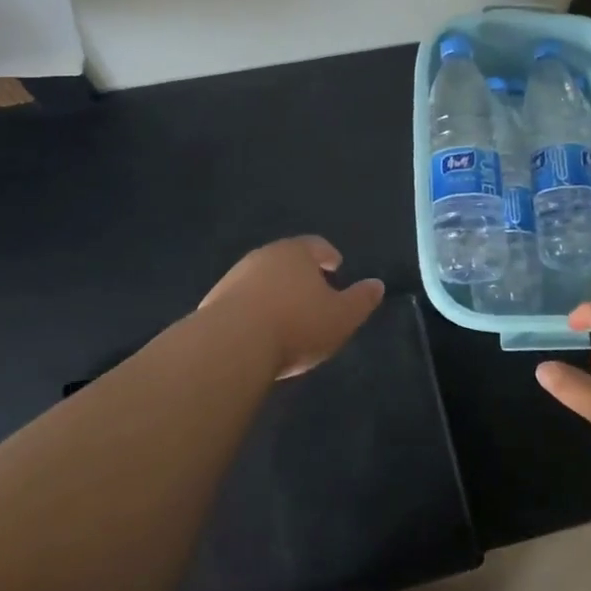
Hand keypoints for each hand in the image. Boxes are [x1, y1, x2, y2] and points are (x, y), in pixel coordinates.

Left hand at [197, 236, 383, 378]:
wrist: (231, 346)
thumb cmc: (296, 325)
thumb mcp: (341, 317)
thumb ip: (361, 300)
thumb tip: (377, 284)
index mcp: (296, 253)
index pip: (316, 245)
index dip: (327, 255)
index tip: (335, 266)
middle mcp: (263, 256)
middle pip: (286, 259)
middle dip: (300, 273)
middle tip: (312, 290)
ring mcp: (234, 277)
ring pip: (261, 278)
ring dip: (273, 291)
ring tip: (285, 314)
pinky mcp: (213, 302)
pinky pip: (241, 301)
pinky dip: (252, 309)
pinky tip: (258, 330)